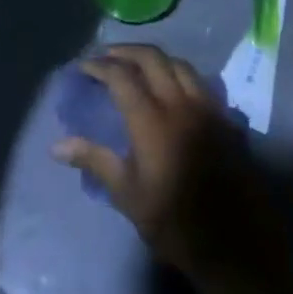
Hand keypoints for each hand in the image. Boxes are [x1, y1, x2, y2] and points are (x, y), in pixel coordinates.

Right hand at [52, 45, 287, 292]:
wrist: (234, 242)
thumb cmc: (174, 223)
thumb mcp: (128, 195)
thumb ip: (95, 161)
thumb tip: (57, 146)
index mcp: (152, 120)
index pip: (122, 77)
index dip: (100, 67)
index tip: (84, 67)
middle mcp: (181, 103)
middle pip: (153, 58)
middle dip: (127, 51)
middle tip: (107, 56)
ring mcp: (208, 107)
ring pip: (180, 64)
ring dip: (156, 59)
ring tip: (138, 66)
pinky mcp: (226, 118)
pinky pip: (200, 82)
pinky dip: (180, 75)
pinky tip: (173, 88)